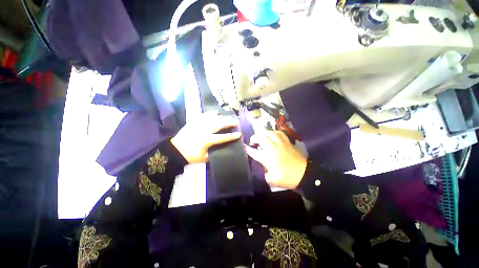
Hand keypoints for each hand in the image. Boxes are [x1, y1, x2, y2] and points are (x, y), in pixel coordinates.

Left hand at [170, 111, 241, 163]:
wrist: (175, 151)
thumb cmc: (191, 156)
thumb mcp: (204, 158)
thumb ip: (215, 153)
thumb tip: (223, 150)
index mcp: (207, 140)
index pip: (222, 137)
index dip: (232, 136)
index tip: (239, 134)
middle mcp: (204, 130)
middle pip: (219, 124)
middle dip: (228, 122)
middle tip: (235, 122)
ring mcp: (198, 125)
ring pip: (212, 118)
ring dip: (221, 117)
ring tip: (227, 117)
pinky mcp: (193, 122)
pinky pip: (203, 116)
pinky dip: (210, 113)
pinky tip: (215, 112)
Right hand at [245, 131, 306, 188]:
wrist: (305, 174)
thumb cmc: (287, 178)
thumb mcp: (272, 180)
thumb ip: (264, 173)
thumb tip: (263, 167)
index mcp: (268, 158)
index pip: (255, 152)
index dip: (248, 149)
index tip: (245, 147)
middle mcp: (273, 148)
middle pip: (262, 137)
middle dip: (254, 137)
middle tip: (253, 141)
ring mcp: (281, 144)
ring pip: (270, 133)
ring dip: (264, 133)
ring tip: (262, 137)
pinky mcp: (288, 142)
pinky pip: (280, 133)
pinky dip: (274, 132)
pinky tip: (272, 135)